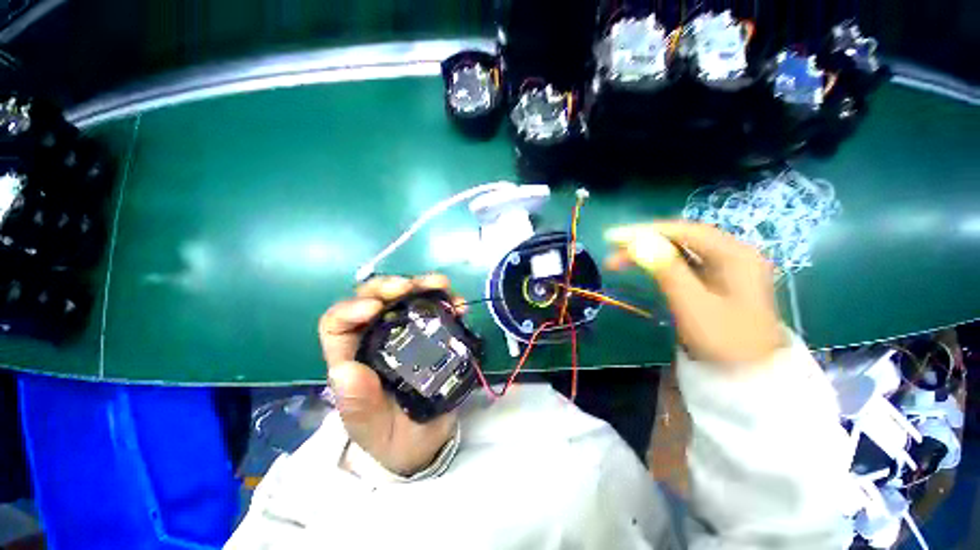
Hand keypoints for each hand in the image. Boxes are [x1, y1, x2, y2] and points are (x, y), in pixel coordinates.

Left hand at [318, 274, 460, 475]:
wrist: (422, 442)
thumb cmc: (389, 437)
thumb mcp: (371, 428)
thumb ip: (358, 404)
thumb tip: (344, 369)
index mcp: (352, 358)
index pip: (337, 324)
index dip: (351, 308)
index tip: (376, 307)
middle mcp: (376, 338)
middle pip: (375, 300)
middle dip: (390, 287)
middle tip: (411, 286)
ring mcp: (406, 333)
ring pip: (407, 298)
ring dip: (423, 286)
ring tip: (442, 285)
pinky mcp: (432, 334)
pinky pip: (437, 310)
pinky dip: (447, 301)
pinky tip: (459, 304)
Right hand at [605, 221, 784, 369]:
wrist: (752, 375)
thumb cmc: (724, 341)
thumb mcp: (693, 305)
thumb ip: (667, 269)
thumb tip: (638, 240)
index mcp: (735, 254)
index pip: (684, 231)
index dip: (646, 231)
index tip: (613, 237)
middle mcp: (733, 254)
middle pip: (682, 238)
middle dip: (644, 242)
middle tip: (612, 252)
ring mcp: (726, 267)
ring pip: (680, 250)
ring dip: (648, 253)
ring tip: (618, 262)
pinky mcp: (717, 280)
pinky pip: (684, 263)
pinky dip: (660, 263)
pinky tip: (644, 266)